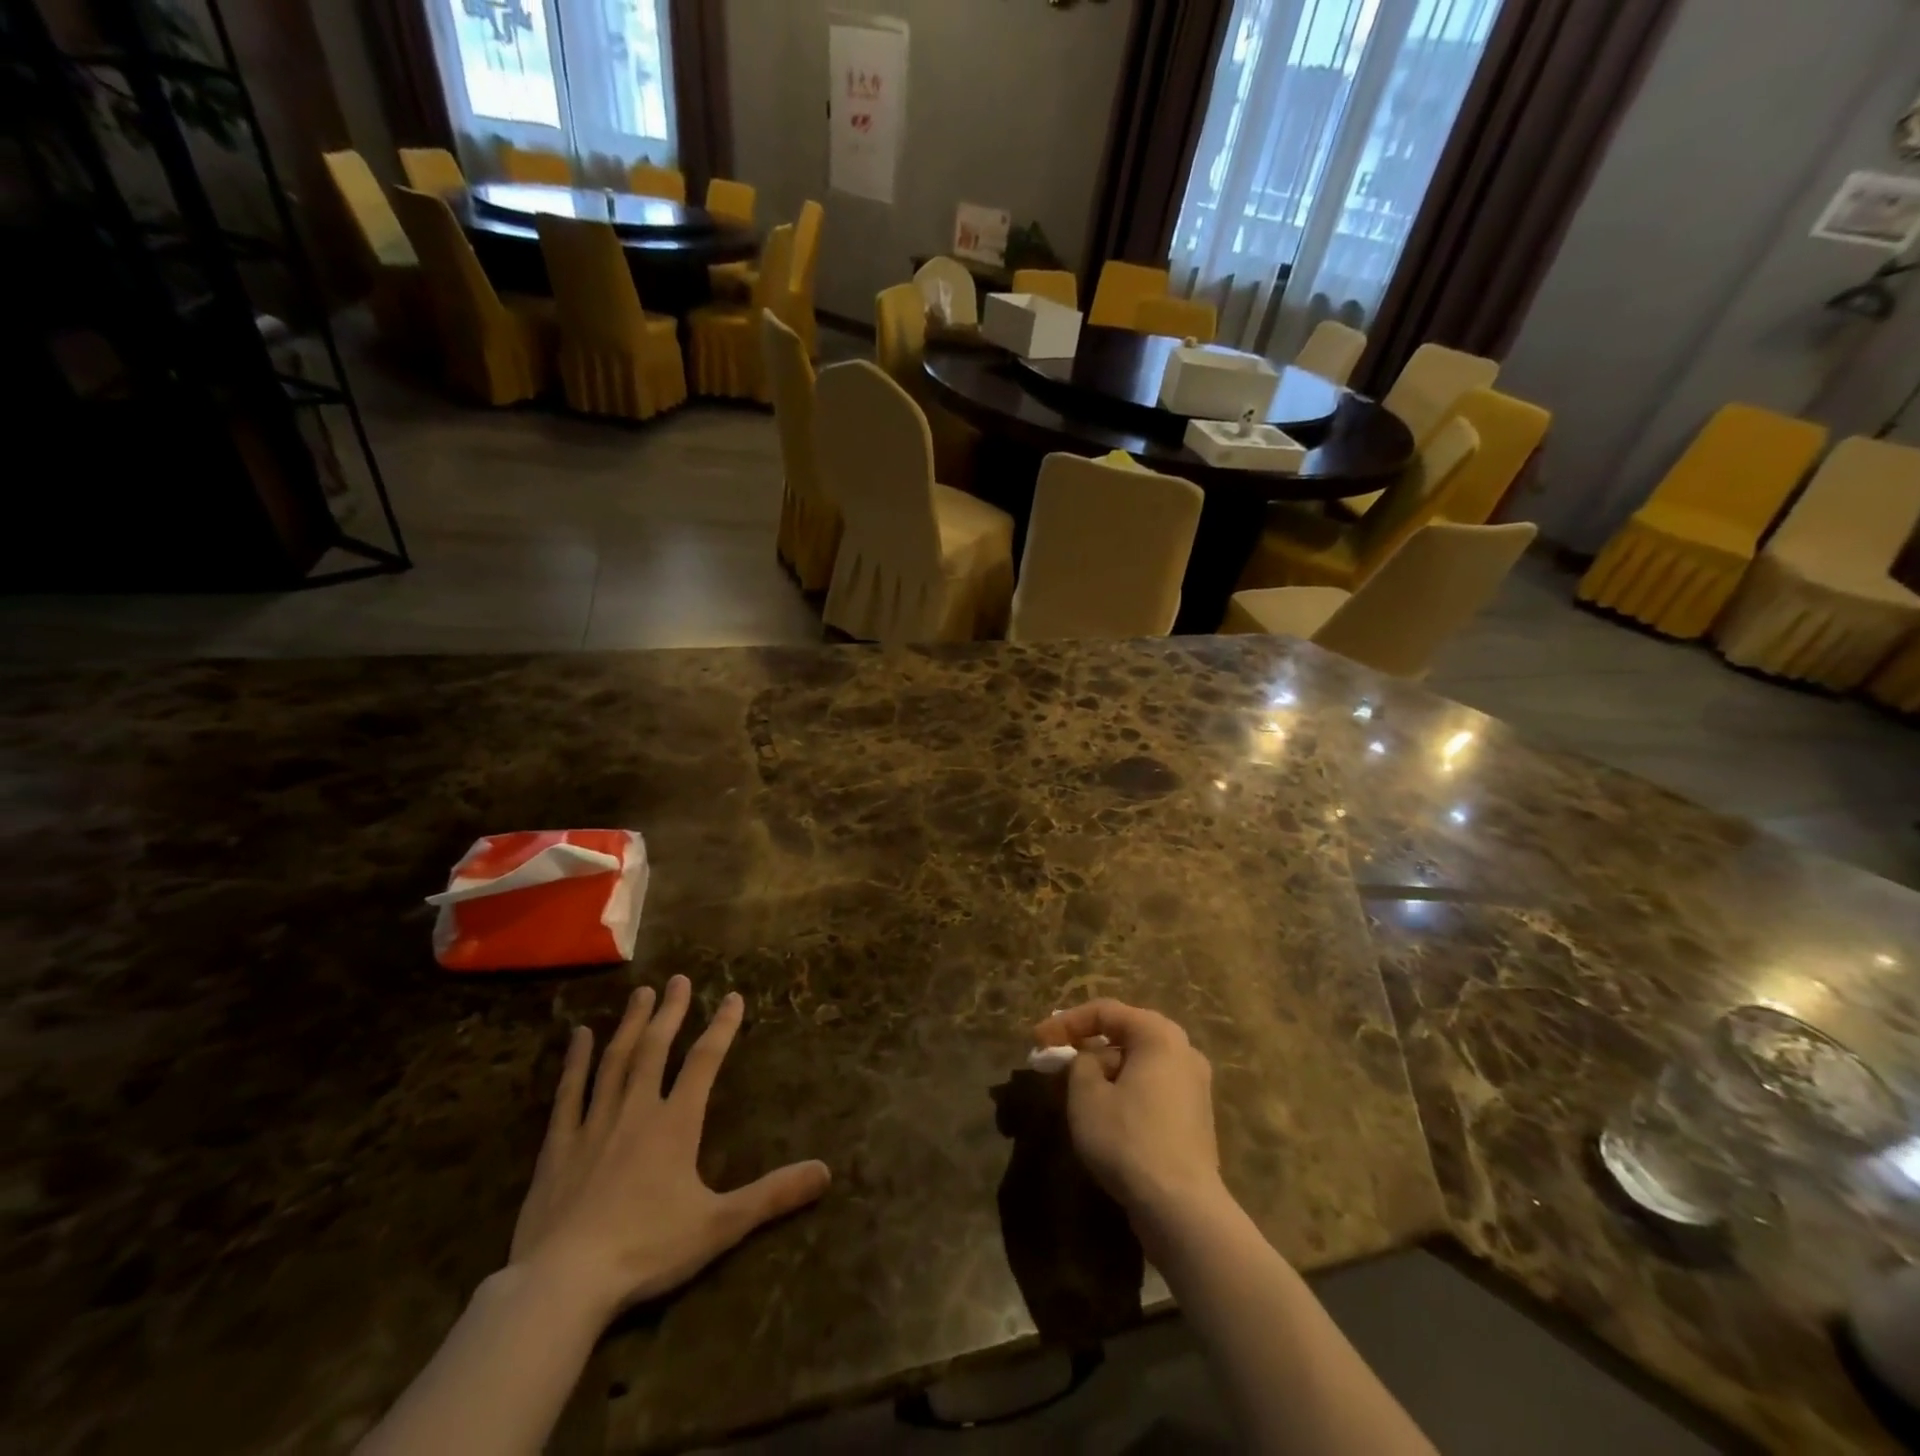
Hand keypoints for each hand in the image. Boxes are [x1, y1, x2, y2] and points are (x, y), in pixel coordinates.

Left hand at [509, 975, 830, 1325]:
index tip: (733, 997)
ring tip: (640, 993)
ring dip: (630, 1024)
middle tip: (678, 979)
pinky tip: (580, 1036)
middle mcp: (636, 1110)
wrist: (562, 1284)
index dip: (721, 1027)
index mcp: (675, 1124)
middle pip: (656, 1048)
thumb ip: (772, 1196)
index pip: (704, 1061)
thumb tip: (826, 1172)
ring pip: (615, 1061)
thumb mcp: (719, 1225)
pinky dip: (575, 1061)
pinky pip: (569, 1093)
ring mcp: (594, 1124)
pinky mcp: (558, 1146)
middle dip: (670, 1011)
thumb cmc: (646, 1250)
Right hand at [1032, 1000, 1227, 1244]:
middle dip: (1087, 1046)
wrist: (1182, 1209)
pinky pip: (1152, 1089)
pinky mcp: (1195, 1119)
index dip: (1066, 1022)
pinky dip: (1125, 1091)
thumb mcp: (1086, 1095)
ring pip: (1139, 1064)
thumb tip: (1090, 1062)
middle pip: (1125, 1035)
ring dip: (1105, 1071)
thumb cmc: (1128, 1139)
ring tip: (1075, 1090)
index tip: (1038, 1042)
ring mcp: (1194, 1087)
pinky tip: (1105, 1114)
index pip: (1105, 1012)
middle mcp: (1183, 1051)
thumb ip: (1080, 1064)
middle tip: (1056, 1060)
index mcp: (1159, 1034)